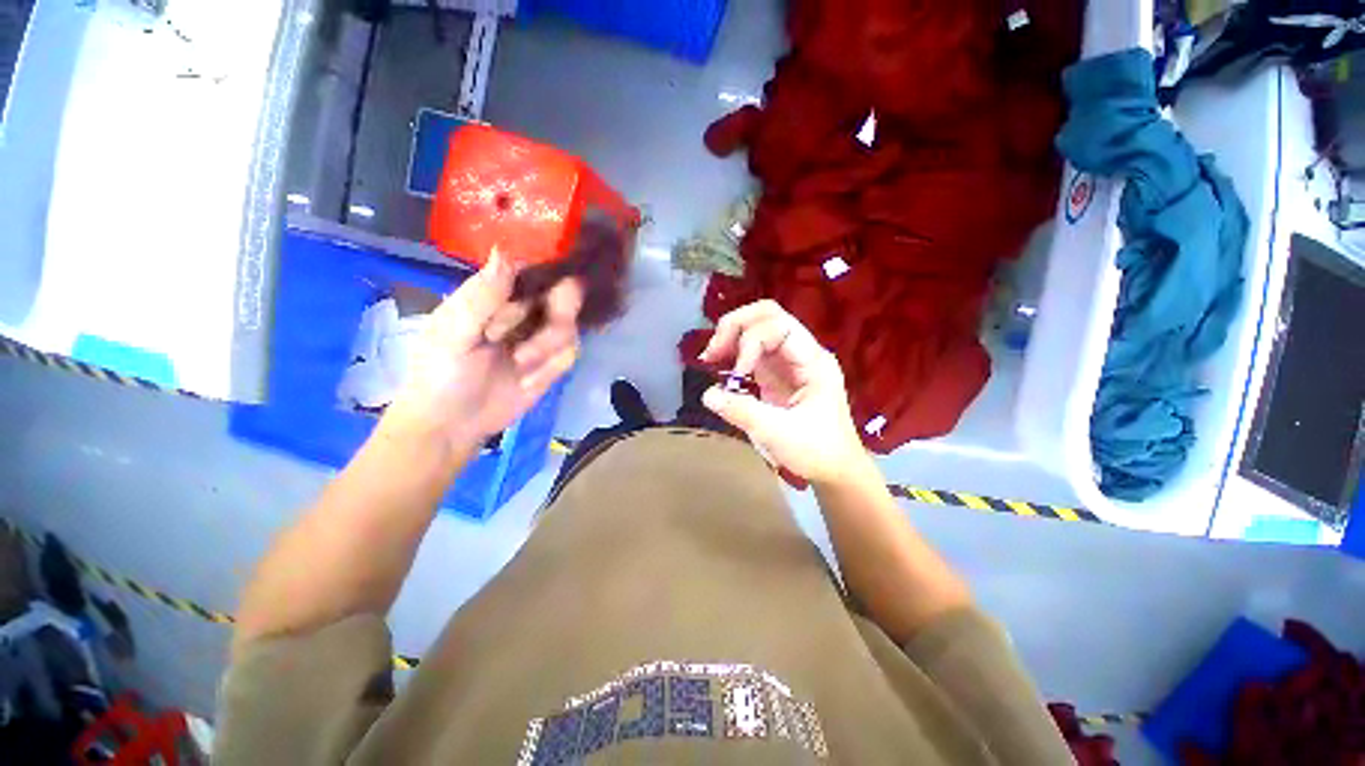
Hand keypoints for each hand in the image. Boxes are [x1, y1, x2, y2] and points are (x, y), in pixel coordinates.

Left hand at [380, 252, 582, 459]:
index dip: (547, 273)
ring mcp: (540, 338)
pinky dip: (551, 367)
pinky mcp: (552, 364)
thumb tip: (504, 250)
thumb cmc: (440, 373)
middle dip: (558, 314)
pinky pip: (569, 354)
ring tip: (521, 364)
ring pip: (569, 327)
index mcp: (494, 296)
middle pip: (561, 297)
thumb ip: (482, 297)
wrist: (453, 425)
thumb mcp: (454, 333)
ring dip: (548, 346)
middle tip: (539, 328)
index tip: (558, 281)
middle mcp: (523, 312)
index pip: (530, 271)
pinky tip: (527, 379)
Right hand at [699, 300, 869, 486]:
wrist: (834, 470)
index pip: (779, 326)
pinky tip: (719, 367)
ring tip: (710, 358)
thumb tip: (708, 394)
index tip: (736, 374)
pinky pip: (752, 352)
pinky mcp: (776, 374)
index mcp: (813, 361)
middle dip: (736, 326)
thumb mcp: (778, 434)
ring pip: (758, 329)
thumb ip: (742, 412)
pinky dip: (733, 354)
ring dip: (731, 337)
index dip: (750, 342)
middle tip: (712, 352)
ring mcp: (789, 362)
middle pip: (768, 316)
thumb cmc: (816, 451)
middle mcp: (802, 353)